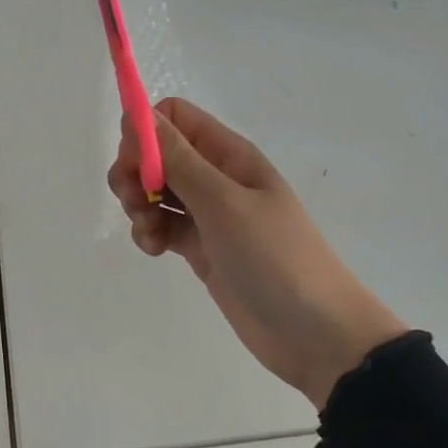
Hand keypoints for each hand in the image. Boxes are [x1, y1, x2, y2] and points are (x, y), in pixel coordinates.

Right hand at [108, 98, 407, 408]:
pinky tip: (155, 251)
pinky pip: (162, 225)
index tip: (134, 164)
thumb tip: (138, 115)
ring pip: (155, 191)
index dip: (146, 133)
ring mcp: (208, 214)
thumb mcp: (223, 202)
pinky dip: (149, 233)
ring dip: (138, 205)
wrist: (314, 332)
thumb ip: (178, 160)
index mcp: (229, 155)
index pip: (175, 117)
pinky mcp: (201, 247)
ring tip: (149, 233)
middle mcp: (216, 177)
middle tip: (134, 201)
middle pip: (157, 154)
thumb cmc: (274, 257)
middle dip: (135, 172)